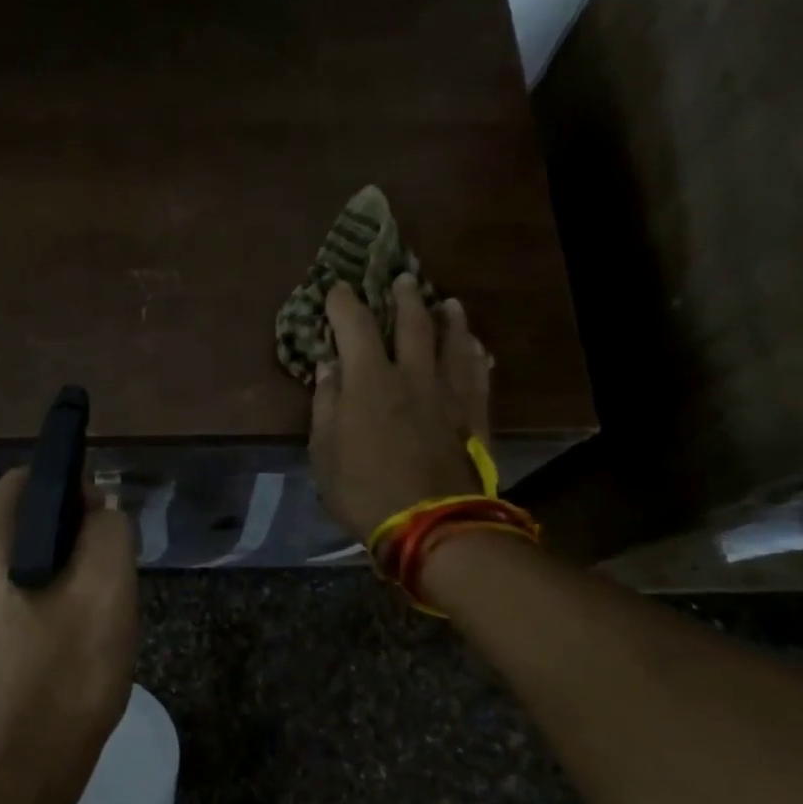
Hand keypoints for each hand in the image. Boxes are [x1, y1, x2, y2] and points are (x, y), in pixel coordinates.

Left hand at [0, 469, 138, 803]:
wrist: (10, 785)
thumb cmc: (62, 683)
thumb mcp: (107, 594)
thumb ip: (109, 530)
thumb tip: (96, 511)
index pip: (29, 481)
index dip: (75, 494)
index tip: (105, 534)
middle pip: (20, 522)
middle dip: (67, 540)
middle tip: (103, 585)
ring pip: (12, 562)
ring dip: (53, 575)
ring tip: (85, 620)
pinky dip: (32, 603)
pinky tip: (58, 645)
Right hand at [310, 276, 493, 540]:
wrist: (430, 523)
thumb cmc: (363, 489)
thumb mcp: (324, 452)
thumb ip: (325, 403)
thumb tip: (329, 366)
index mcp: (369, 381)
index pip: (355, 325)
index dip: (344, 303)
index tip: (337, 289)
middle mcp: (412, 374)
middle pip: (412, 322)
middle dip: (404, 298)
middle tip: (402, 280)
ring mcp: (448, 393)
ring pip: (453, 341)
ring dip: (449, 318)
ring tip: (447, 303)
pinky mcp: (474, 414)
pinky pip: (478, 373)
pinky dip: (475, 354)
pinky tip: (476, 346)